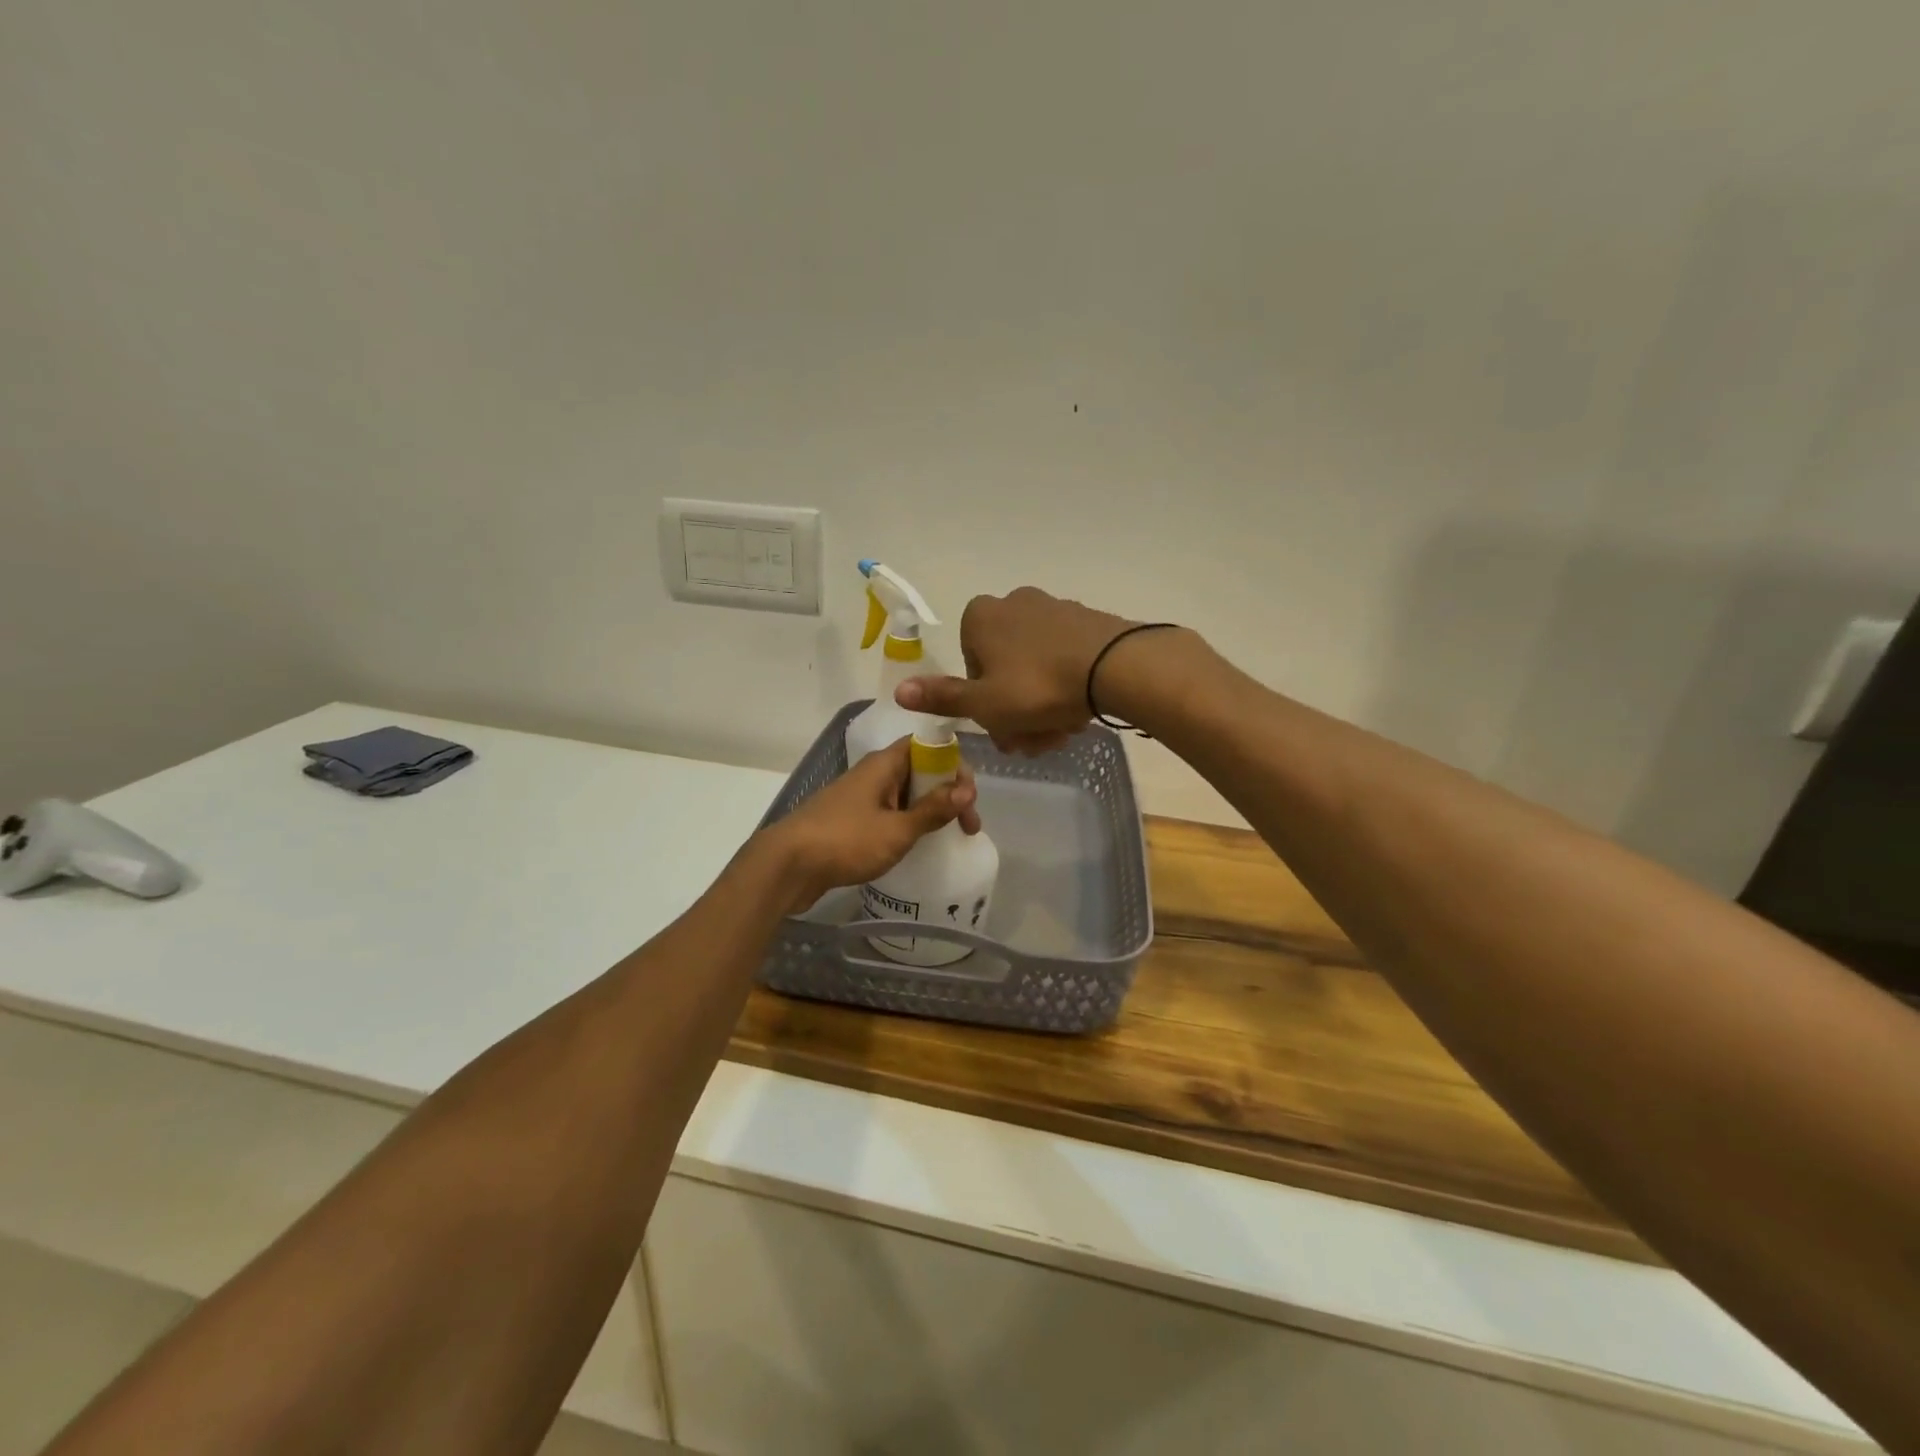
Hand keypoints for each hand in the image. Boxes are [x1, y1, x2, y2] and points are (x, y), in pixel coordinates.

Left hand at [760, 737, 980, 913]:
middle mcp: (872, 774)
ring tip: (948, 837)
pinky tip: (917, 846)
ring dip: (929, 811)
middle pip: (920, 771)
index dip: (954, 765)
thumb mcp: (897, 829)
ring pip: (905, 795)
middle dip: (948, 793)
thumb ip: (933, 809)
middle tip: (968, 827)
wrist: (786, 866)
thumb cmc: (845, 841)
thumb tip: (966, 789)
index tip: (969, 797)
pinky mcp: (850, 821)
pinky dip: (908, 824)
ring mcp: (859, 797)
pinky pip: (888, 814)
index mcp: (883, 764)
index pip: (928, 746)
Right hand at [894, 587, 1136, 753]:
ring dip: (1042, 707)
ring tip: (1061, 733)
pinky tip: (1081, 712)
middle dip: (1016, 712)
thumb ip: (942, 698)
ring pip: (1035, 669)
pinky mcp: (1086, 620)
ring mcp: (1053, 609)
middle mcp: (1014, 603)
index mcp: (981, 617)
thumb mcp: (984, 703)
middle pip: (1004, 671)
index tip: (1004, 730)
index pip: (970, 667)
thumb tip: (899, 691)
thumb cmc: (1037, 687)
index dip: (984, 705)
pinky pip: (1064, 659)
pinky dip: (1066, 687)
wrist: (1115, 667)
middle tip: (1035, 742)